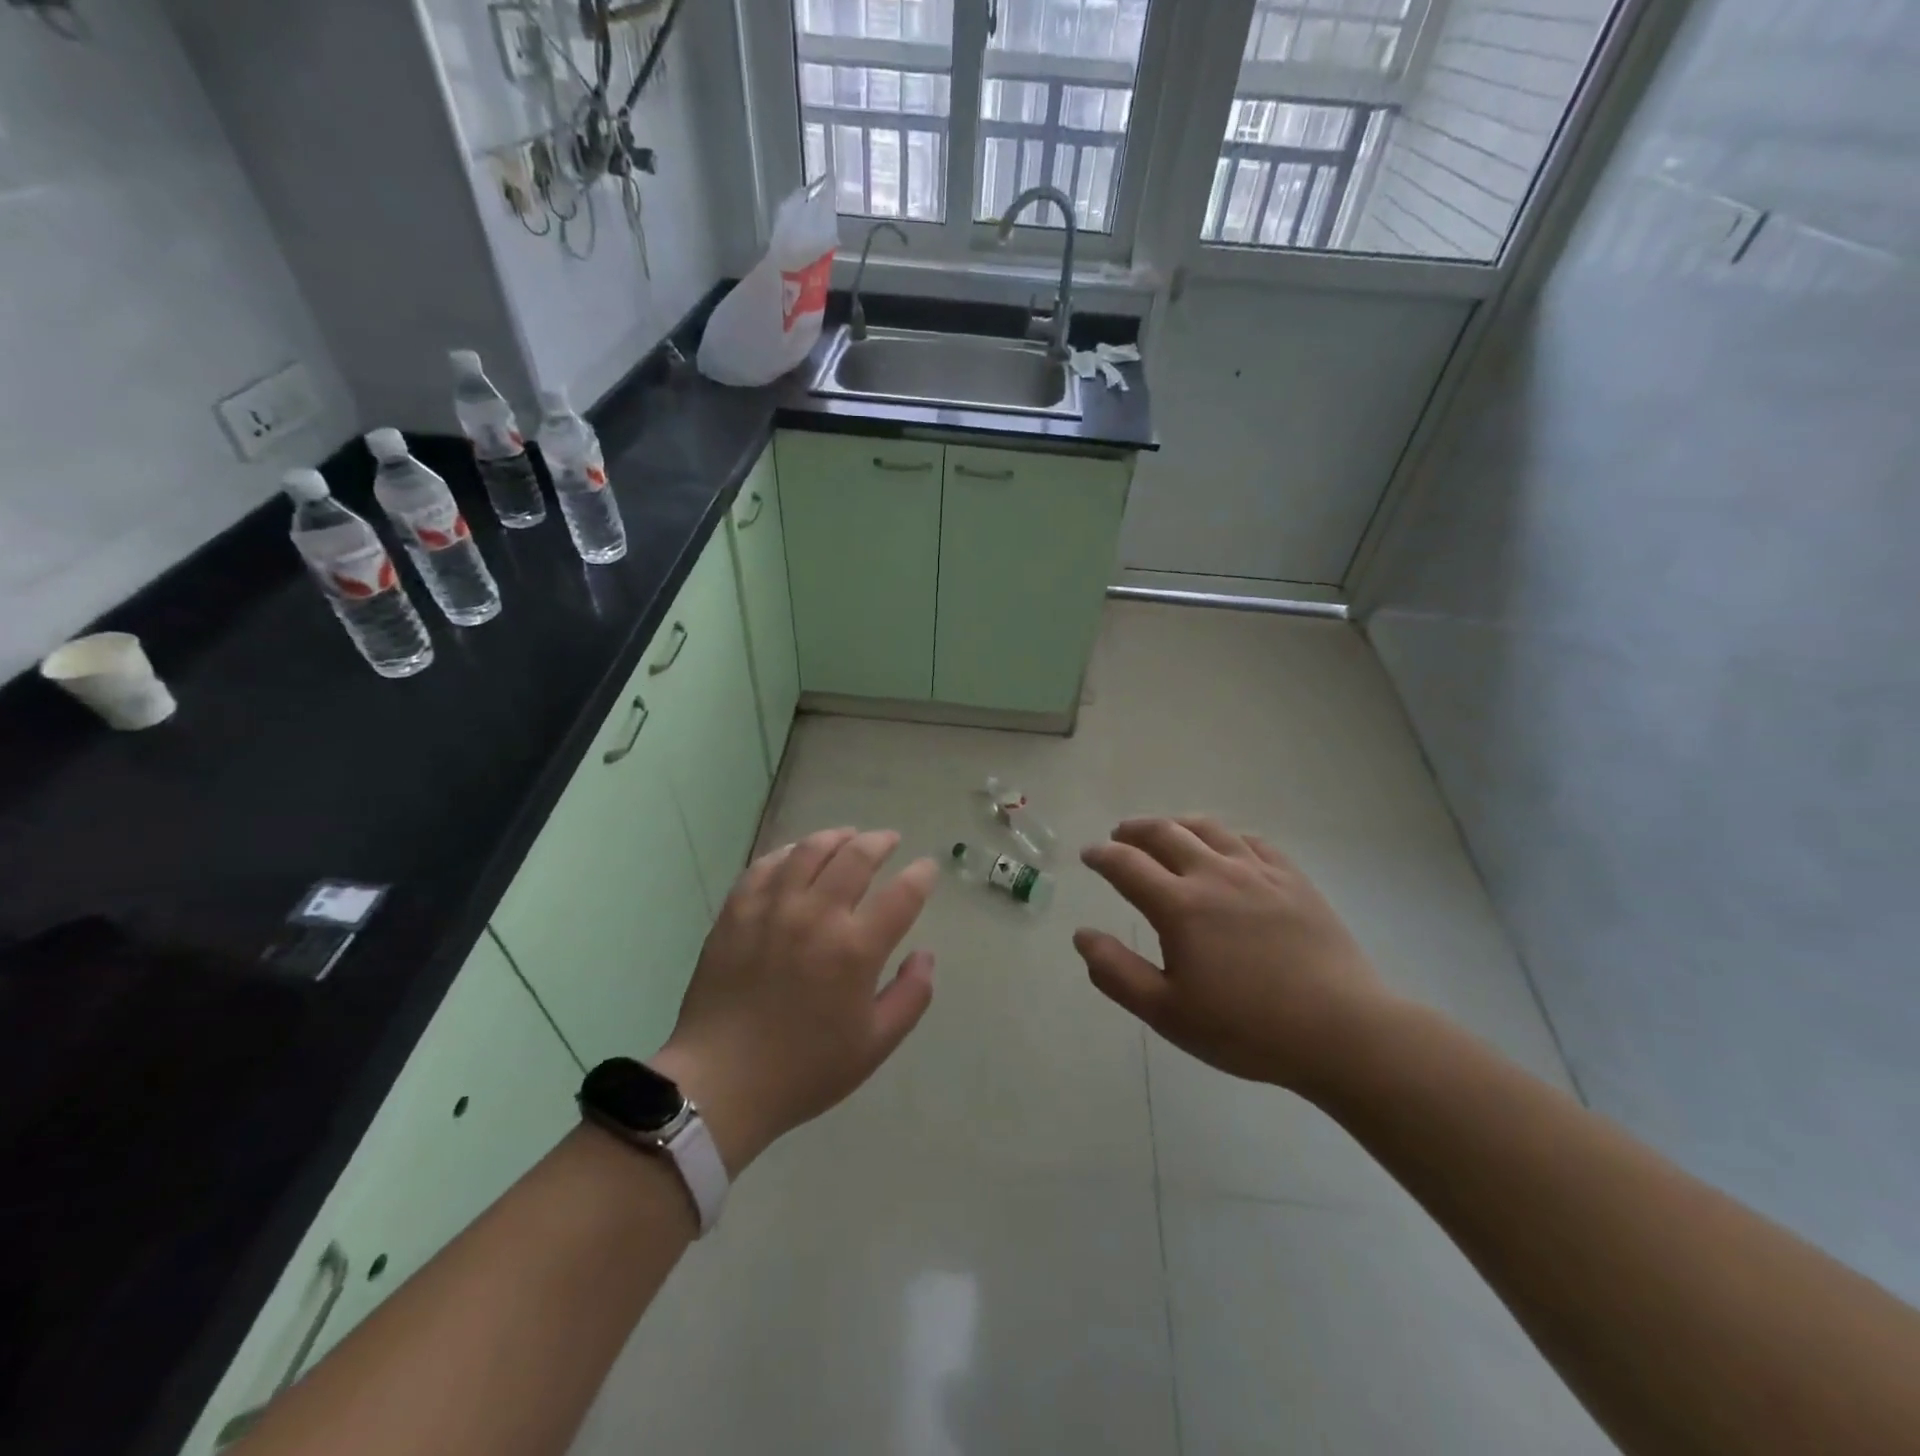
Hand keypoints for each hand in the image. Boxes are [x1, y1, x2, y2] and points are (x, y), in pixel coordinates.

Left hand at [652, 828, 936, 1174]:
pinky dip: (787, 853)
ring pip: (809, 850)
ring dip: (835, 837)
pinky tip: (795, 855)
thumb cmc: (805, 1070)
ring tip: (847, 836)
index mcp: (856, 949)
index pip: (903, 894)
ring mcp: (772, 909)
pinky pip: (765, 866)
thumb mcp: (875, 1045)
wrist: (720, 1084)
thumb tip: (925, 954)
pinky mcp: (736, 912)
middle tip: (889, 840)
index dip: (921, 875)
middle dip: (880, 842)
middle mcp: (817, 916)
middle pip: (856, 856)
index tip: (926, 868)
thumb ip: (911, 996)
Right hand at [1075, 817, 1391, 1092]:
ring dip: (1177, 823)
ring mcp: (1258, 872)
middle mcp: (1214, 874)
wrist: (1342, 1031)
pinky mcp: (1293, 879)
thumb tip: (1081, 935)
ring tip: (1166, 830)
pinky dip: (1226, 836)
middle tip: (1120, 835)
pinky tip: (1225, 846)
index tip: (1089, 854)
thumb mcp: (1168, 1013)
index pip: (1127, 865)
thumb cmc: (1247, 1029)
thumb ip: (1117, 972)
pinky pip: (1252, 841)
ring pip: (1208, 828)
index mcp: (1179, 906)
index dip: (1102, 856)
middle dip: (1134, 830)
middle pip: (1164, 833)